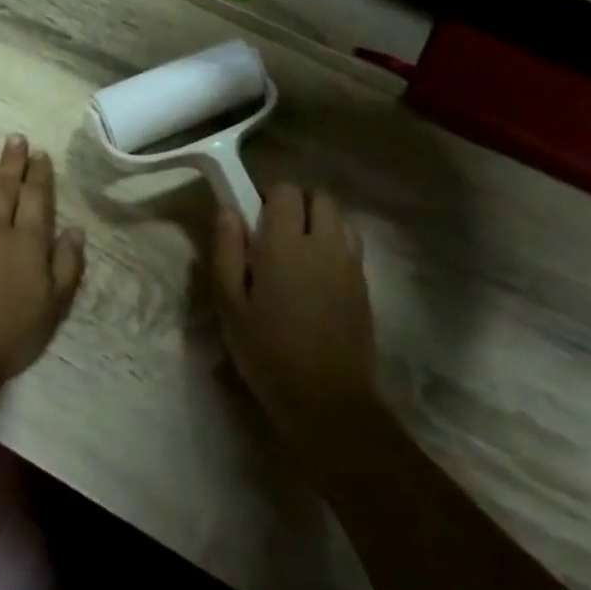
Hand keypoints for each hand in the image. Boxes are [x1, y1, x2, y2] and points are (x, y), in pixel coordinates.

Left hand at [0, 135, 85, 387]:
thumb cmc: (12, 333)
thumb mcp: (54, 304)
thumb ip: (67, 264)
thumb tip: (74, 229)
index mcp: (27, 242)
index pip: (36, 198)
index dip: (39, 174)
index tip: (40, 153)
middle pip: (4, 188)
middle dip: (11, 162)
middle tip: (14, 138)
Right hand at [211, 184, 377, 433]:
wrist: (326, 399)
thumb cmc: (267, 351)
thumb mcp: (229, 304)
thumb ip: (226, 251)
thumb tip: (228, 211)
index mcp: (286, 243)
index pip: (285, 190)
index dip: (267, 194)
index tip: (251, 216)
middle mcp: (324, 243)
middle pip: (319, 196)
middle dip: (296, 203)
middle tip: (272, 233)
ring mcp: (350, 264)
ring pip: (339, 219)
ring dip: (318, 222)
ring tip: (296, 253)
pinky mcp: (364, 285)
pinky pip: (350, 246)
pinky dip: (333, 245)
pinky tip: (315, 278)